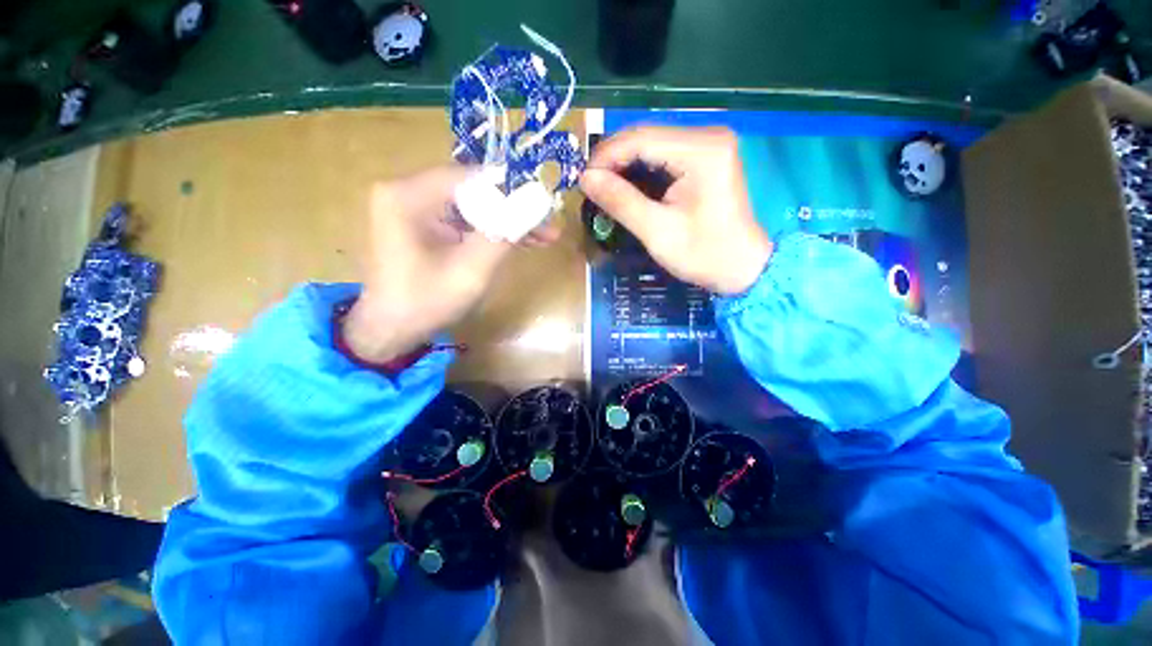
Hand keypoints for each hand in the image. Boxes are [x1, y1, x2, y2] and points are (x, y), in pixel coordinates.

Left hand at [343, 166, 532, 362]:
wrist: (389, 330)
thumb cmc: (425, 303)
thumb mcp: (471, 271)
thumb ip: (502, 235)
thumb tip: (533, 206)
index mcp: (408, 195)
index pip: (471, 177)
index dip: (512, 190)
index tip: (545, 205)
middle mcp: (407, 191)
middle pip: (473, 190)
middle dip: (513, 209)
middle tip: (548, 224)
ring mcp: (414, 207)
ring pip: (473, 206)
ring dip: (506, 221)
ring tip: (543, 236)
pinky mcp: (422, 223)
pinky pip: (464, 220)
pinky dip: (490, 231)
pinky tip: (519, 241)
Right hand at [580, 126, 772, 294]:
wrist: (742, 267)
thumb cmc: (703, 254)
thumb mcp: (657, 231)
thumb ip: (621, 201)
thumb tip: (585, 179)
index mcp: (701, 150)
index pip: (641, 138)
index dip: (606, 156)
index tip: (582, 181)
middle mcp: (707, 135)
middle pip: (646, 136)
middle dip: (613, 160)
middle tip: (590, 186)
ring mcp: (708, 144)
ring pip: (652, 144)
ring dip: (624, 165)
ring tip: (603, 188)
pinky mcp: (705, 157)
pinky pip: (663, 155)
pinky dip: (641, 170)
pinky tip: (626, 187)